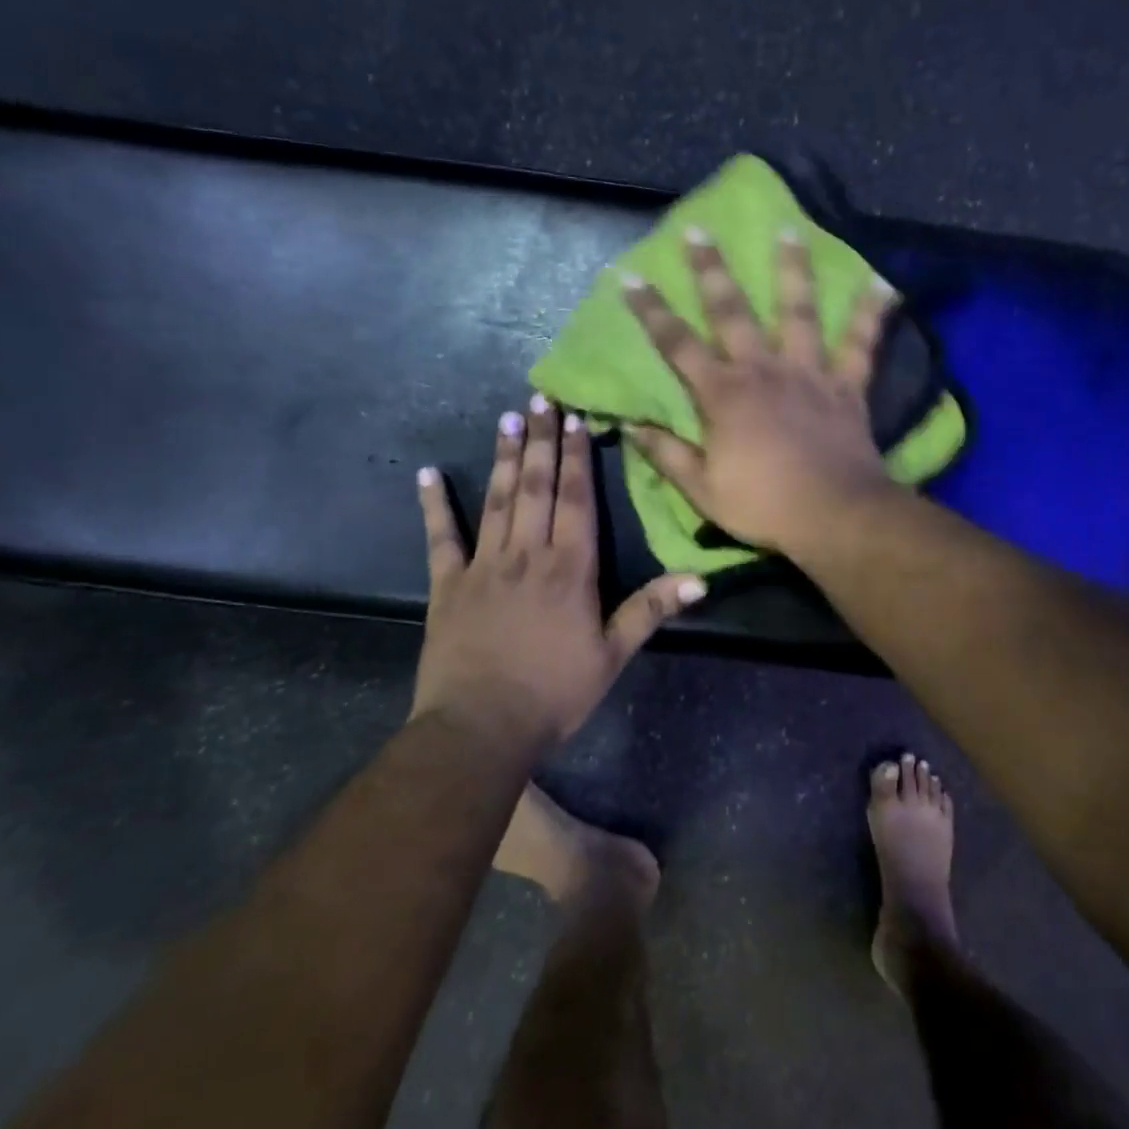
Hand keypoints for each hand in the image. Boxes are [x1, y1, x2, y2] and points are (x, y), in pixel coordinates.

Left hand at [412, 397, 703, 747]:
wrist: (481, 729)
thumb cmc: (555, 694)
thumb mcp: (613, 655)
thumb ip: (651, 610)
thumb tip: (701, 577)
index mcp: (570, 569)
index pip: (576, 499)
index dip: (576, 457)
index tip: (574, 418)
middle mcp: (526, 554)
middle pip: (536, 487)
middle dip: (540, 441)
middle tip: (539, 399)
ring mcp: (483, 566)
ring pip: (497, 501)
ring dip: (504, 458)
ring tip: (507, 419)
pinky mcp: (447, 585)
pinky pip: (440, 538)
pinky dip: (434, 505)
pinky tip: (426, 474)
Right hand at [620, 228, 899, 555]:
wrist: (833, 516)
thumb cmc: (763, 506)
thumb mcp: (702, 490)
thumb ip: (667, 455)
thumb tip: (632, 427)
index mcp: (723, 395)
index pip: (677, 345)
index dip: (652, 312)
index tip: (631, 278)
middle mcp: (762, 370)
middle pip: (732, 311)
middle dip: (711, 271)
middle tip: (699, 231)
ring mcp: (808, 373)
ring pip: (799, 311)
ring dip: (792, 269)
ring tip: (789, 230)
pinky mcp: (846, 386)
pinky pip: (862, 344)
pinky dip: (873, 313)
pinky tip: (882, 283)